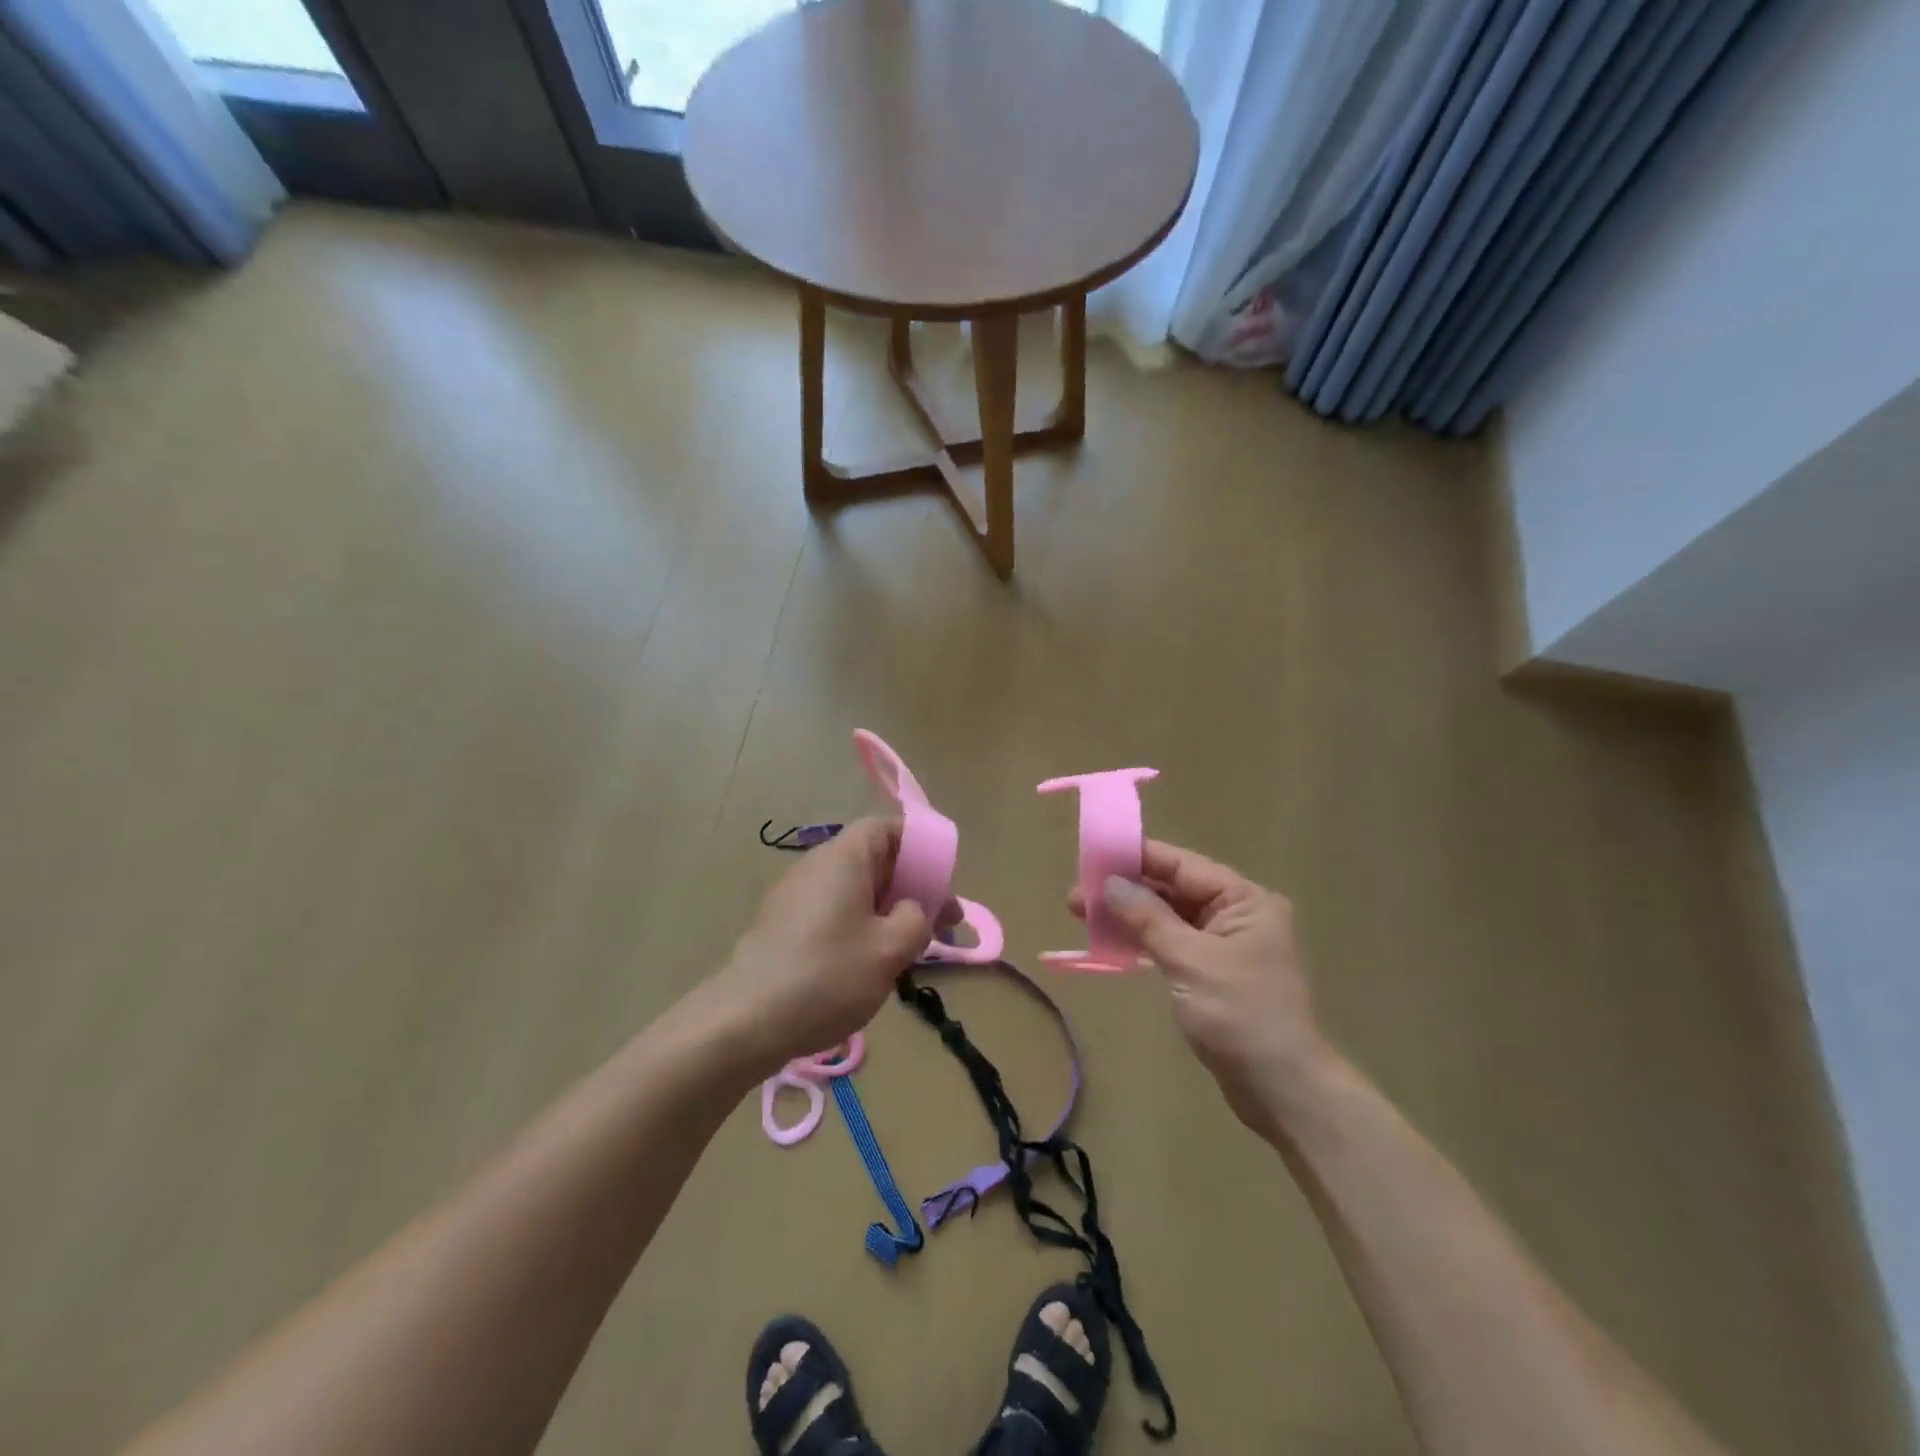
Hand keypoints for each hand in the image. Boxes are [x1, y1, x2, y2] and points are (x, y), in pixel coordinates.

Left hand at [712, 818, 943, 1076]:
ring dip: (886, 912)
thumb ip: (916, 919)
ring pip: (853, 891)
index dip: (917, 847)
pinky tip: (867, 966)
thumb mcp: (891, 949)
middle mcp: (816, 866)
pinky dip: (857, 927)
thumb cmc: (829, 975)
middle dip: (910, 888)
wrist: (747, 1020)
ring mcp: (793, 896)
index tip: (940, 881)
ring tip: (907, 951)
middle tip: (940, 924)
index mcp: (844, 858)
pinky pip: (831, 913)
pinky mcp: (781, 926)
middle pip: (872, 861)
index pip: (885, 828)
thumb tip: (910, 911)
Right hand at [1072, 840, 1322, 1131]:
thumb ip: (1147, 917)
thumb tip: (1110, 882)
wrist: (1283, 1090)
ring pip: (1170, 918)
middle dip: (1126, 890)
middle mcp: (1238, 915)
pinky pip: (1173, 944)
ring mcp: (1227, 946)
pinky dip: (1144, 941)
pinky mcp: (1214, 974)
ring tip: (1083, 915)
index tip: (1093, 855)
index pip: (1182, 866)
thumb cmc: (1240, 1015)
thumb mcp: (1189, 960)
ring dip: (1130, 916)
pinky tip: (1112, 942)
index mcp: (1245, 900)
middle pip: (1174, 890)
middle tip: (1077, 895)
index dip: (1137, 858)